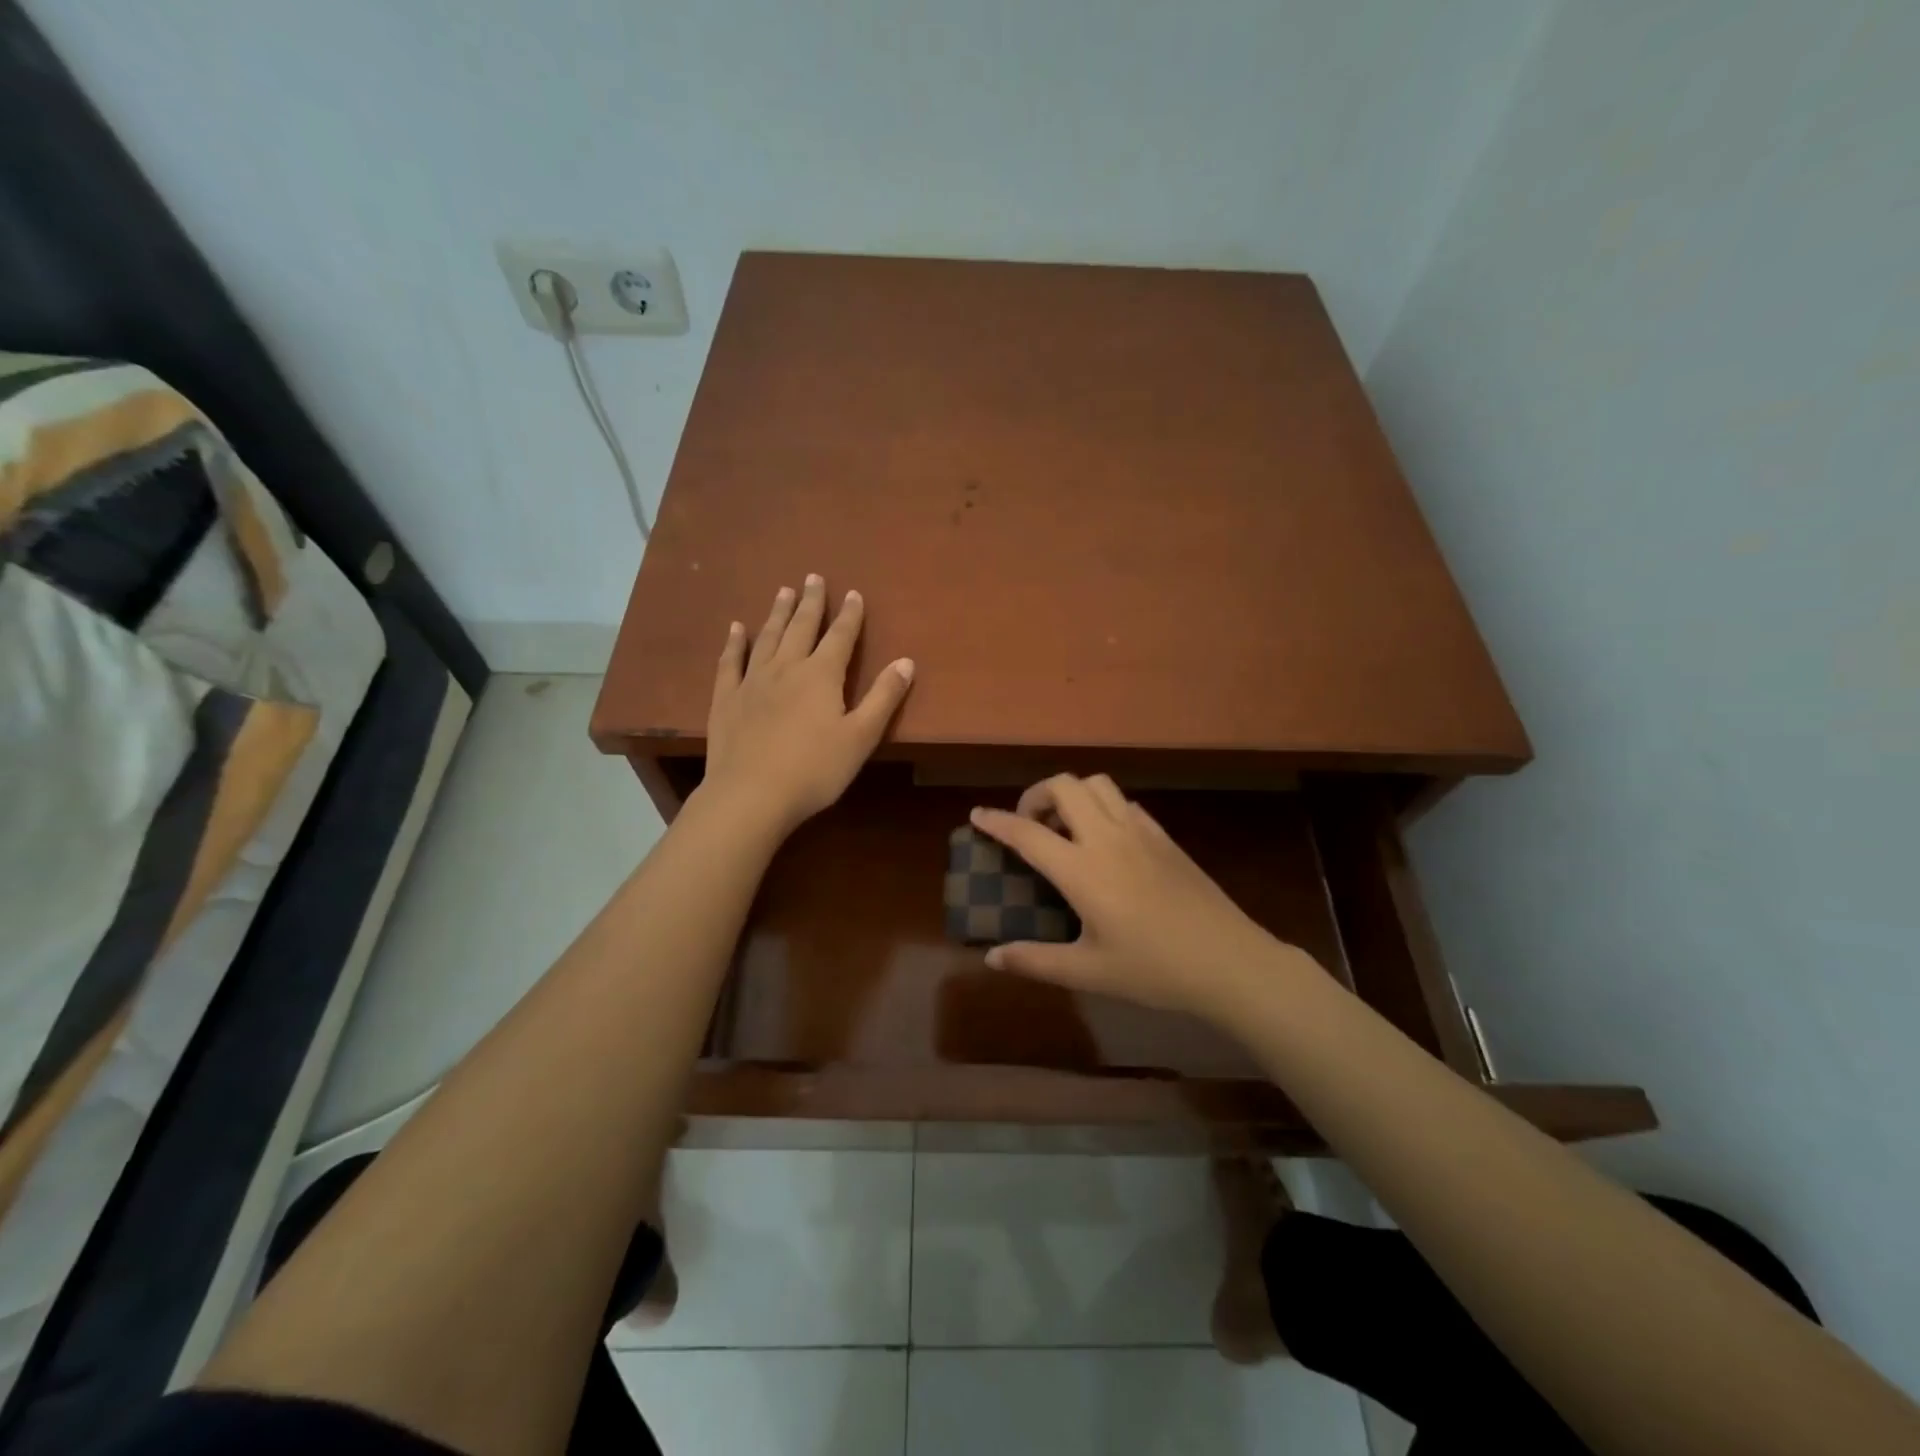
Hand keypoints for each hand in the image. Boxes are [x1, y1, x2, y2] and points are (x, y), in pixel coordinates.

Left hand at [701, 575, 914, 836]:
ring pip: (767, 637)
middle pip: (801, 627)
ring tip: (783, 591)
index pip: (841, 637)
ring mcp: (753, 681)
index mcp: (822, 675)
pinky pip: (731, 662)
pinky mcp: (727, 699)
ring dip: (778, 613)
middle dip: (812, 602)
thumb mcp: (861, 737)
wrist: (751, 795)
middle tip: (814, 577)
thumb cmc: (814, 769)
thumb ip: (884, 697)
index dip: (850, 615)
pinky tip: (736, 629)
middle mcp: (787, 668)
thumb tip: (906, 661)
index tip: (854, 593)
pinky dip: (735, 643)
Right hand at [969, 775, 1303, 1021]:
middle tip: (1029, 824)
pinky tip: (1105, 839)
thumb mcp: (1088, 972)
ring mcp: (1140, 832)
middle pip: (1064, 786)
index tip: (976, 815)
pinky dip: (1102, 806)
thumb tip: (992, 958)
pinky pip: (1124, 803)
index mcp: (1082, 870)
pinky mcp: (1164, 837)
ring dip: (1072, 793)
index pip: (1028, 833)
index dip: (997, 822)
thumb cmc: (1154, 969)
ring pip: (1097, 784)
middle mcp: (1107, 838)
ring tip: (1065, 826)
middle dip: (1036, 795)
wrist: (1229, 961)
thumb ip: (1035, 961)